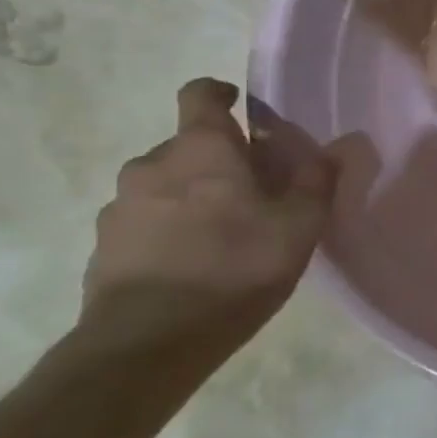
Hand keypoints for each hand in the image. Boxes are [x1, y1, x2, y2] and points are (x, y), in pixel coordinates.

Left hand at [77, 78, 335, 374]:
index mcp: (201, 149)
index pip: (200, 94)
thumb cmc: (234, 267)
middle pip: (185, 146)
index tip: (238, 104)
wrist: (146, 344)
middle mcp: (152, 165)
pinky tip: (190, 266)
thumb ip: (316, 182)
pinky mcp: (103, 249)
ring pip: (161, 186)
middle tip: (248, 191)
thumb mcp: (299, 225)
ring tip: (218, 234)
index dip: (218, 92)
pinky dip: (165, 231)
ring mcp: (120, 208)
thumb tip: (333, 150)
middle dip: (215, 160)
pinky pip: (142, 224)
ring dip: (188, 197)